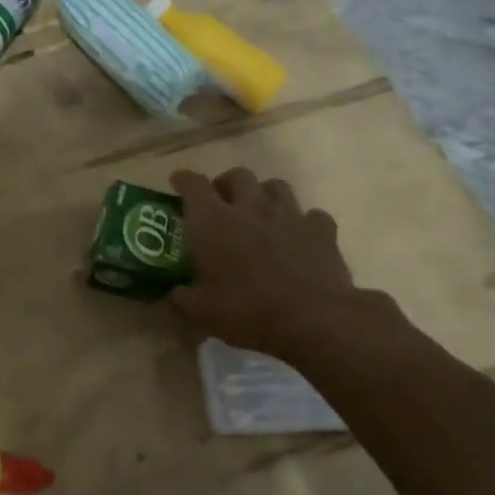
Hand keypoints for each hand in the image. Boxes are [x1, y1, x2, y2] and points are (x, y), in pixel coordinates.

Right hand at [168, 167, 354, 357]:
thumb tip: (172, 294)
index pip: (193, 184)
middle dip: (226, 184)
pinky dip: (302, 222)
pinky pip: (311, 215)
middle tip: (221, 204)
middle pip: (237, 176)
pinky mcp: (321, 230)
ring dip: (264, 195)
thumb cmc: (247, 310)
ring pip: (275, 186)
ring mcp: (289, 215)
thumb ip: (181, 298)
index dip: (183, 180)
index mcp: (213, 221)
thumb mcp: (201, 312)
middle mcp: (250, 207)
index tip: (178, 183)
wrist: (313, 319)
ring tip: (259, 213)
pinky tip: (298, 237)